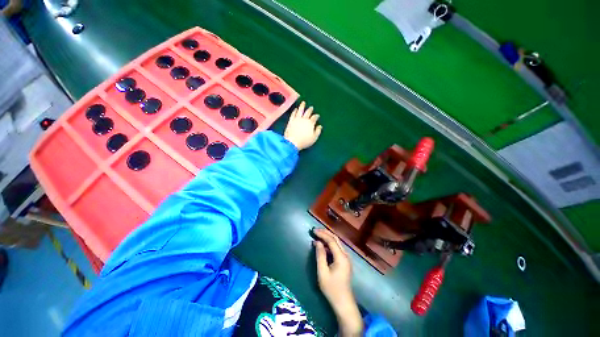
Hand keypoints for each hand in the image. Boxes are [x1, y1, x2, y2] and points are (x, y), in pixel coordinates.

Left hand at [284, 101, 322, 150]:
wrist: (292, 142)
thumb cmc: (305, 141)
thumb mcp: (314, 138)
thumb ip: (318, 131)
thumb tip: (320, 126)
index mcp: (311, 123)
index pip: (314, 117)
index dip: (316, 116)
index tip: (317, 115)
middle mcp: (304, 119)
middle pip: (308, 112)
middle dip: (310, 109)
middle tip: (311, 107)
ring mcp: (297, 119)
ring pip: (300, 110)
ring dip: (302, 106)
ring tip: (303, 102)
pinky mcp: (291, 121)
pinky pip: (293, 114)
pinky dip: (295, 111)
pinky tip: (295, 109)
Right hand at [313, 229, 363, 336]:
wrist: (343, 303)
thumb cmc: (332, 289)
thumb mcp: (322, 272)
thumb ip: (320, 255)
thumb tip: (317, 242)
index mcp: (341, 257)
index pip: (331, 240)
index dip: (322, 234)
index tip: (313, 231)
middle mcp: (345, 255)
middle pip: (336, 239)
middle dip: (325, 233)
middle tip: (315, 230)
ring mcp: (346, 258)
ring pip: (337, 243)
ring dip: (327, 238)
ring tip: (317, 235)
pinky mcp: (344, 261)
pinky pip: (337, 248)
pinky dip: (329, 244)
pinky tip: (322, 245)